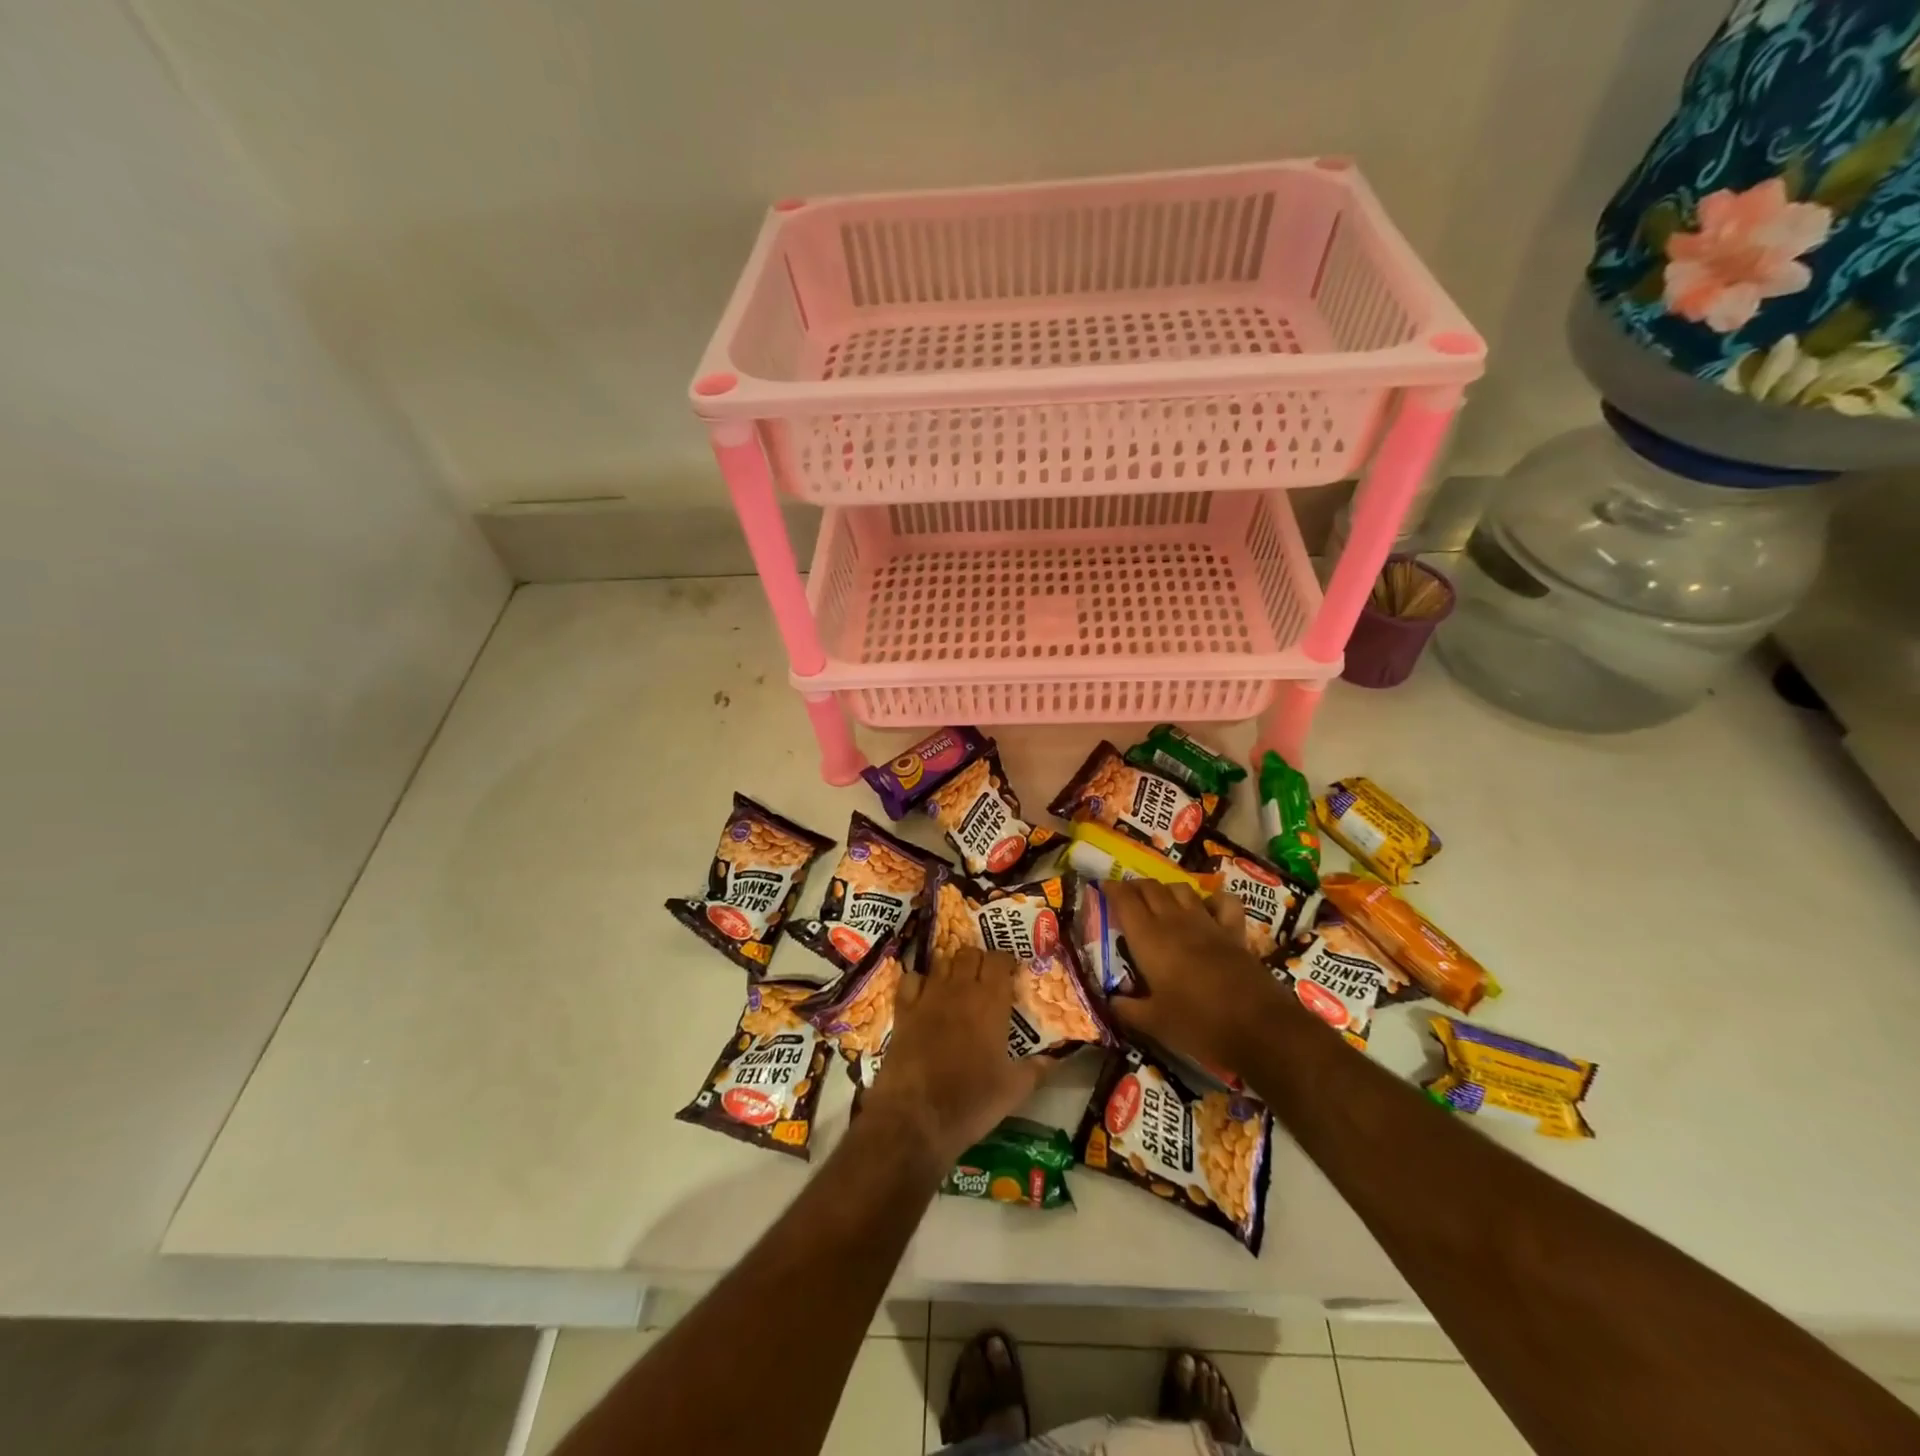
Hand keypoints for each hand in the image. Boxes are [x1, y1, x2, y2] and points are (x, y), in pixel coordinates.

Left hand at [865, 947, 1048, 1164]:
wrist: (916, 1116)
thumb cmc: (971, 1102)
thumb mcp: (1013, 1091)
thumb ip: (1036, 1069)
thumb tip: (1054, 1058)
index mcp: (990, 1002)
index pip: (998, 959)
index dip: (1004, 962)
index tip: (1009, 974)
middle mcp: (959, 989)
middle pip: (969, 954)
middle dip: (978, 961)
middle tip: (984, 980)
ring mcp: (928, 996)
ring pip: (942, 962)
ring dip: (951, 969)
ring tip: (956, 986)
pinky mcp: (903, 1010)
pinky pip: (911, 979)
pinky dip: (918, 982)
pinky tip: (923, 995)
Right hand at [1102, 879, 1292, 1077]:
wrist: (1257, 1026)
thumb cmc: (1197, 1023)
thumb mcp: (1153, 1023)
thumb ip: (1128, 1009)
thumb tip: (1111, 1001)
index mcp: (1148, 938)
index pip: (1125, 900)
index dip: (1112, 889)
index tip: (1103, 887)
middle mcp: (1174, 921)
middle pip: (1151, 888)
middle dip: (1135, 886)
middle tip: (1126, 894)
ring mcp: (1206, 923)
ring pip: (1181, 889)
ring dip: (1166, 889)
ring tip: (1159, 899)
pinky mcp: (1233, 932)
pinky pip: (1223, 903)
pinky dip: (1213, 899)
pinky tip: (1208, 907)